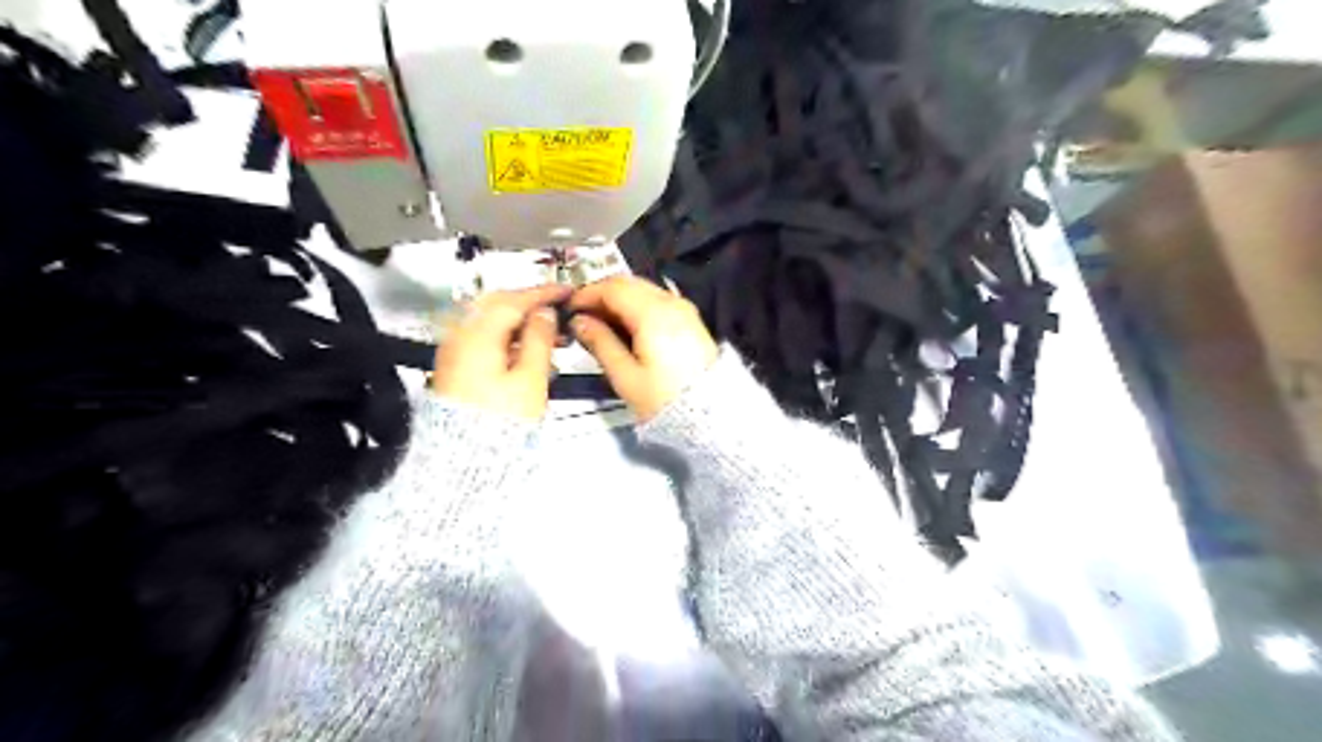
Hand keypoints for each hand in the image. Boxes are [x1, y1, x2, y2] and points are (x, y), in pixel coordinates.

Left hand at [435, 284, 568, 421]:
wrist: (466, 459)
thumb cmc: (504, 419)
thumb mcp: (530, 379)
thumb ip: (539, 339)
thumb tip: (544, 312)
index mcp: (478, 334)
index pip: (513, 300)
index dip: (543, 293)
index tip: (568, 291)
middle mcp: (459, 335)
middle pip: (495, 304)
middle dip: (527, 302)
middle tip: (557, 308)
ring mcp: (454, 350)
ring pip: (487, 319)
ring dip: (517, 318)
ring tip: (549, 330)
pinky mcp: (455, 365)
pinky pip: (481, 336)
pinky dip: (505, 333)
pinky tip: (526, 346)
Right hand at [565, 274, 719, 421]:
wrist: (710, 414)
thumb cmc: (663, 399)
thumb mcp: (625, 376)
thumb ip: (600, 343)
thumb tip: (579, 321)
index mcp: (653, 313)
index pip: (613, 288)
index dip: (586, 293)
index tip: (568, 308)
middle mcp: (671, 302)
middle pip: (629, 283)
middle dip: (602, 294)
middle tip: (582, 315)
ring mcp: (684, 309)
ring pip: (644, 289)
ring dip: (619, 299)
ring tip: (600, 323)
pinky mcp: (690, 320)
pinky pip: (657, 301)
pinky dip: (636, 306)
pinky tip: (624, 327)